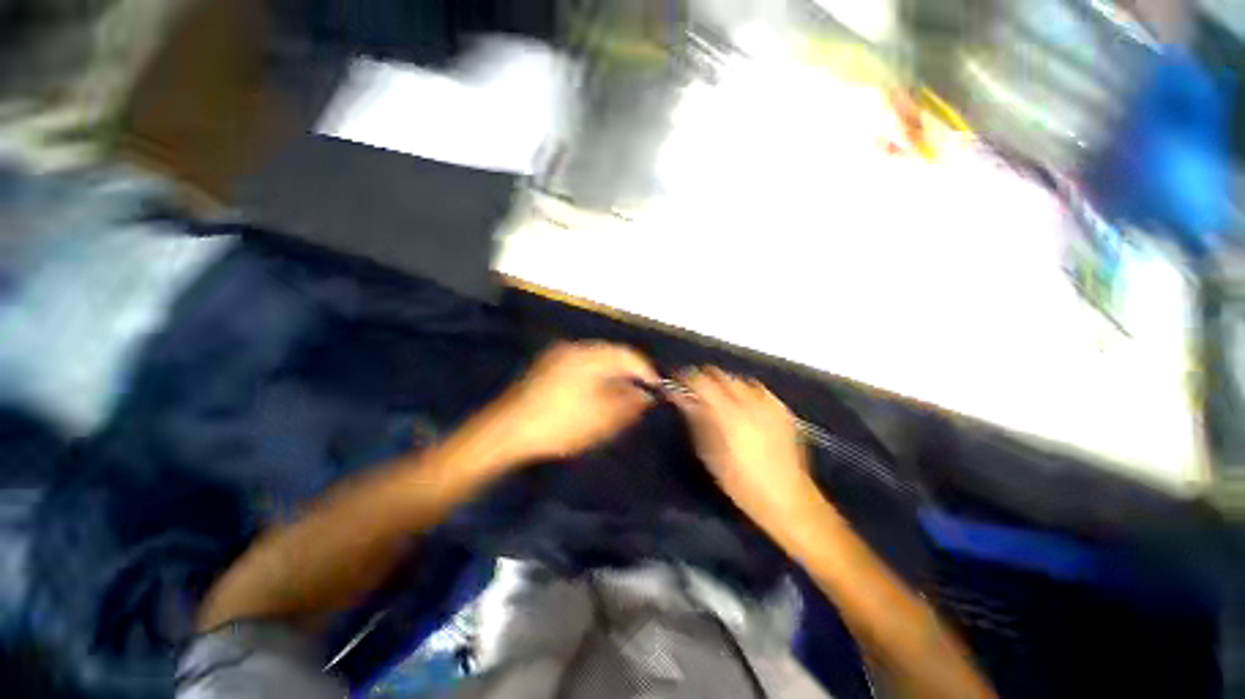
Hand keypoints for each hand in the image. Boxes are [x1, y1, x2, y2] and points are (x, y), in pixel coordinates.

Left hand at [492, 341, 658, 463]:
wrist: (505, 432)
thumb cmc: (560, 424)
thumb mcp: (602, 418)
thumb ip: (630, 403)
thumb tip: (646, 394)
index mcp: (590, 355)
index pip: (629, 355)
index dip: (647, 370)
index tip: (657, 388)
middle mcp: (575, 348)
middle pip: (612, 355)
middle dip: (629, 373)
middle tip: (639, 394)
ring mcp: (558, 356)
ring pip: (596, 361)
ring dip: (611, 376)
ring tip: (619, 396)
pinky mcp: (546, 367)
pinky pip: (580, 367)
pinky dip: (593, 378)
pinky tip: (593, 395)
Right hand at [671, 368, 821, 538]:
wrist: (788, 500)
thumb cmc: (742, 484)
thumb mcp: (711, 456)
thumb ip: (697, 422)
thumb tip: (684, 399)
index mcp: (730, 415)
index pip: (702, 382)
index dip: (687, 377)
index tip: (677, 381)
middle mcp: (751, 403)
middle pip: (722, 375)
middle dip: (705, 378)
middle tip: (695, 390)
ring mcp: (770, 405)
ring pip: (740, 379)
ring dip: (726, 384)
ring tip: (719, 398)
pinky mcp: (783, 411)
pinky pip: (759, 390)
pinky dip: (747, 391)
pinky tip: (744, 406)